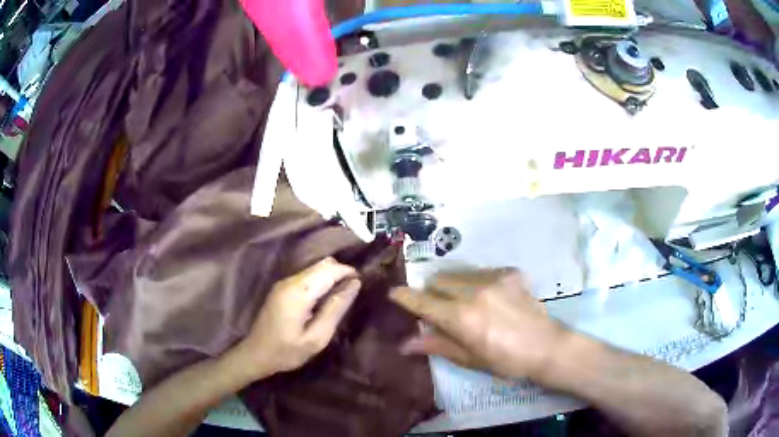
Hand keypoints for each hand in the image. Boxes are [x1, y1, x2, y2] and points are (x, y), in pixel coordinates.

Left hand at [234, 257, 360, 379]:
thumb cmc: (287, 351)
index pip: (329, 270)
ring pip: (315, 268)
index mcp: (298, 292)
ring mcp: (284, 282)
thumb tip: (355, 284)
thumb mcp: (317, 338)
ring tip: (343, 295)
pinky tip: (326, 298)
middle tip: (354, 291)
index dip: (349, 272)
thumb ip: (335, 309)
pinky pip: (307, 275)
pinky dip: (321, 280)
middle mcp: (290, 281)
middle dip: (342, 272)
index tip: (363, 284)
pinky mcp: (282, 287)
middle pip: (322, 264)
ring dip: (332, 276)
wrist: (256, 354)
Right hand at [390, 268, 565, 379]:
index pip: (423, 302)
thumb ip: (436, 345)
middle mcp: (474, 291)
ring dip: (452, 285)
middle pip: (438, 280)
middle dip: (431, 292)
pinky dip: (475, 282)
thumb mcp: (469, 359)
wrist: (546, 346)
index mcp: (461, 317)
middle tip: (438, 309)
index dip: (405, 297)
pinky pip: (481, 271)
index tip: (394, 292)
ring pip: (458, 273)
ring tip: (464, 302)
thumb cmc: (505, 361)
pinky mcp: (510, 272)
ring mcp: (494, 278)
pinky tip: (488, 297)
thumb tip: (405, 343)